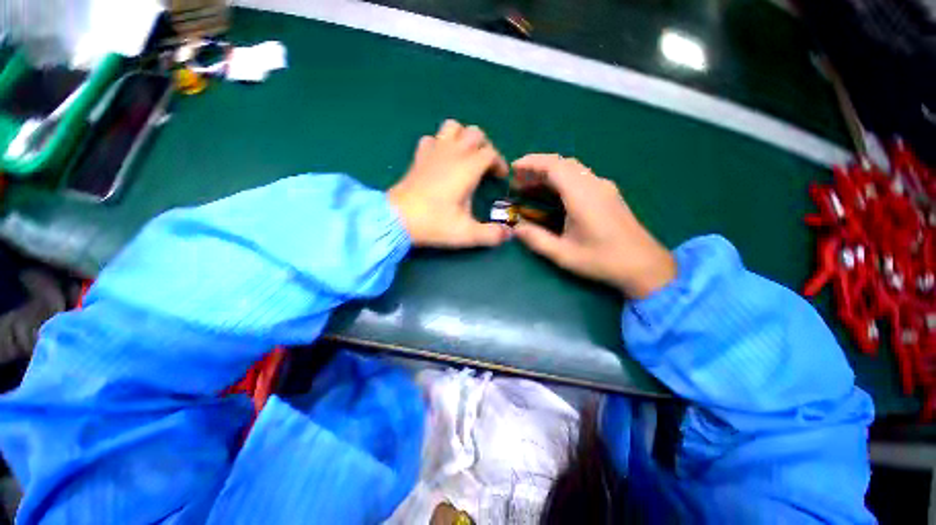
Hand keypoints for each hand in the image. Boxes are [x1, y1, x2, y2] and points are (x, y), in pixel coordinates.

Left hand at [388, 120, 512, 247]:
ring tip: (466, 157)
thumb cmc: (434, 223)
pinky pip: (432, 139)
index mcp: (467, 168)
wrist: (397, 219)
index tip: (500, 179)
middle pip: (474, 133)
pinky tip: (441, 160)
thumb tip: (509, 234)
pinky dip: (441, 144)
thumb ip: (491, 235)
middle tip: (486, 167)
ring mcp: (433, 152)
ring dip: (463, 138)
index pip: (490, 153)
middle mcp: (452, 154)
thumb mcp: (466, 233)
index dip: (499, 163)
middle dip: (485, 146)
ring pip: (452, 127)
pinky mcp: (419, 158)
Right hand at [511, 154, 675, 298]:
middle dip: (537, 168)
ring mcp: (604, 188)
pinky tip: (552, 196)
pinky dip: (561, 181)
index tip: (513, 168)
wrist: (643, 265)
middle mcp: (594, 184)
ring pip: (572, 169)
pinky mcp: (608, 194)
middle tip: (518, 182)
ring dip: (549, 174)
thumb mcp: (563, 254)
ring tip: (530, 188)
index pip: (554, 166)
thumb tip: (515, 228)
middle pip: (563, 164)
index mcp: (582, 195)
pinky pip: (581, 178)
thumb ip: (536, 239)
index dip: (532, 163)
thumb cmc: (602, 260)